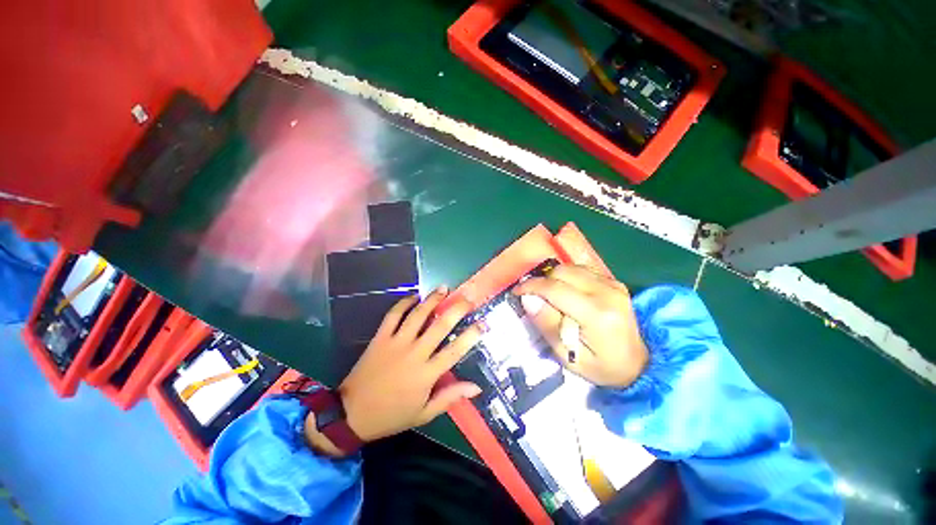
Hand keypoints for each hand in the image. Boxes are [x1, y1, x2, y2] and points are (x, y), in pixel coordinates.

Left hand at [335, 287, 481, 443]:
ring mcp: (396, 342)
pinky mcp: (380, 337)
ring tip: (443, 288)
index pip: (455, 350)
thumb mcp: (424, 413)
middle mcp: (414, 353)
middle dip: (457, 309)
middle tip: (468, 298)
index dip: (471, 335)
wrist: (352, 413)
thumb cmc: (392, 415)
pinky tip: (414, 297)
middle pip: (440, 326)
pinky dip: (403, 303)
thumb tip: (476, 387)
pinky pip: (393, 315)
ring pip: (418, 315)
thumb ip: (450, 397)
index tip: (483, 323)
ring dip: (432, 300)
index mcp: (426, 374)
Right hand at [513, 265, 647, 387]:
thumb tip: (527, 299)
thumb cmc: (600, 367)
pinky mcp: (613, 281)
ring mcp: (613, 284)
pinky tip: (567, 293)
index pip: (555, 288)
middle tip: (534, 299)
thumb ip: (547, 325)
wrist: (638, 365)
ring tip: (550, 297)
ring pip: (570, 267)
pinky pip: (581, 270)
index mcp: (597, 314)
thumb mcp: (568, 356)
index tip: (517, 292)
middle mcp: (607, 292)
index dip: (531, 287)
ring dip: (553, 278)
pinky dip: (567, 277)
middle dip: (542, 282)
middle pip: (561, 272)